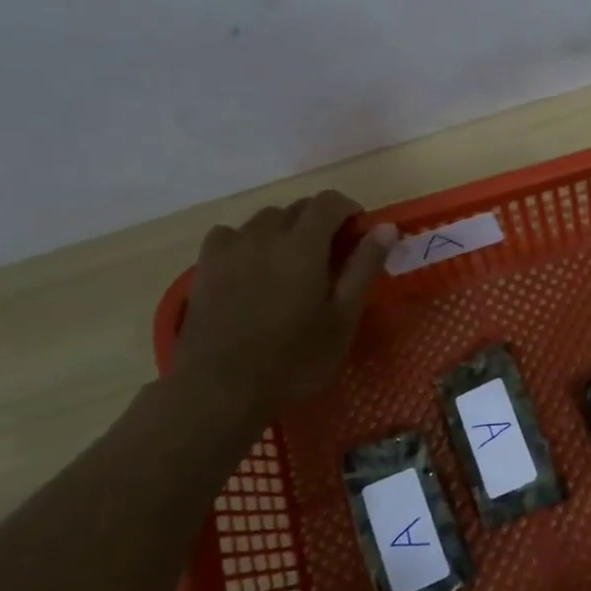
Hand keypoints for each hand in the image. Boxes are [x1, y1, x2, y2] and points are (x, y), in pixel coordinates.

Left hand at [173, 191, 396, 417]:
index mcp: (303, 246)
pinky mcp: (205, 266)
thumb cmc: (294, 359)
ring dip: (285, 229)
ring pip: (264, 219)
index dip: (348, 208)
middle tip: (332, 256)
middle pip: (297, 207)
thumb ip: (363, 268)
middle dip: (320, 220)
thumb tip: (386, 227)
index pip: (329, 202)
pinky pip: (230, 235)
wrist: (221, 389)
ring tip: (292, 262)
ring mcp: (230, 249)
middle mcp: (265, 235)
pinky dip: (248, 240)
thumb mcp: (342, 319)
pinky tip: (251, 267)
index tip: (359, 232)